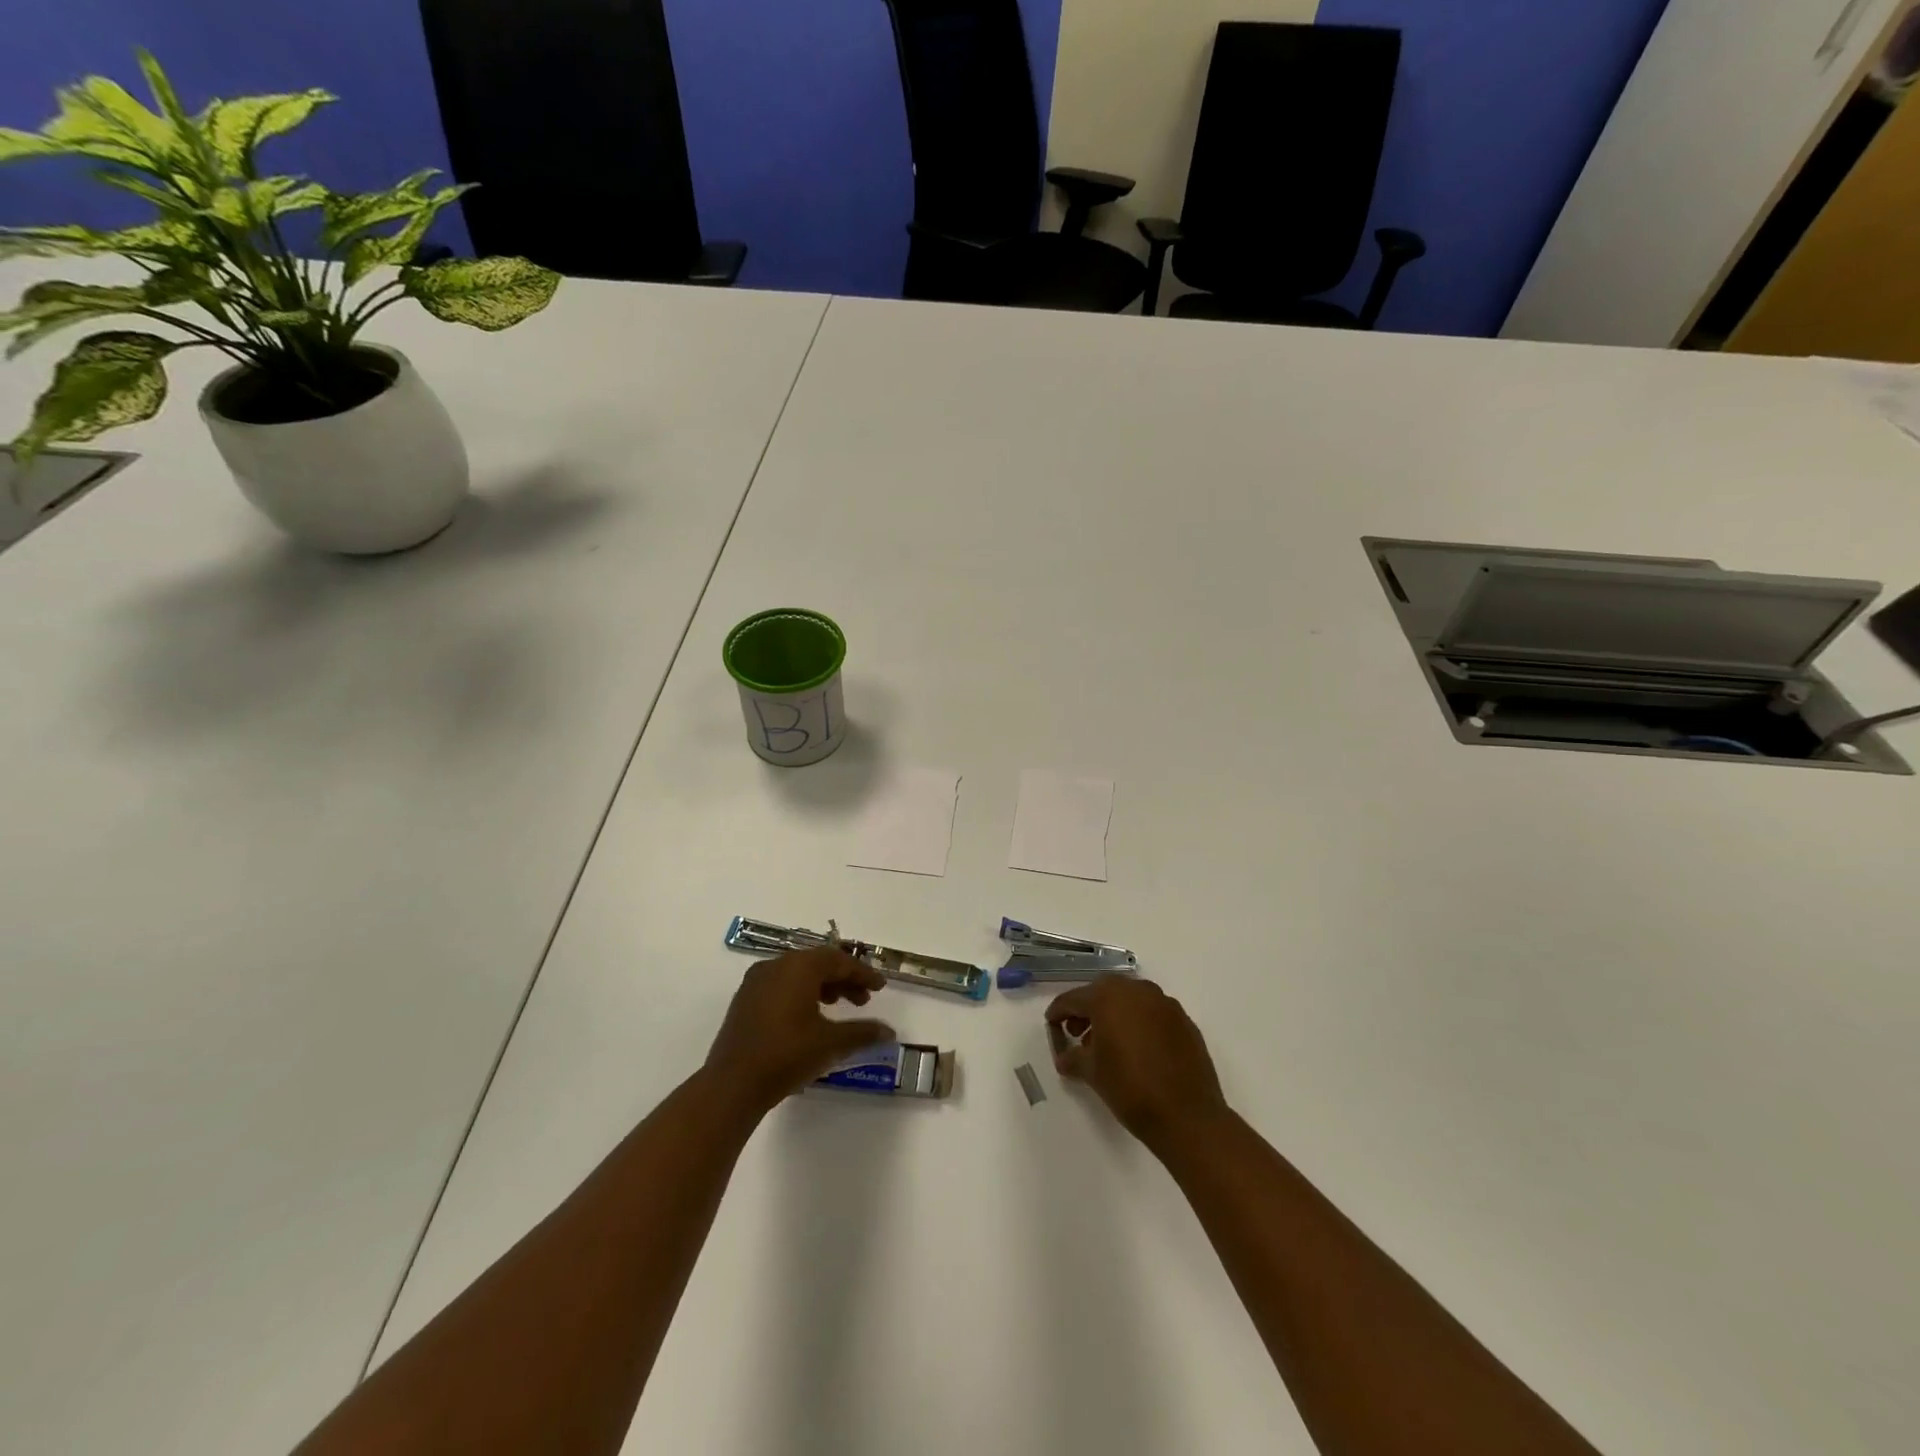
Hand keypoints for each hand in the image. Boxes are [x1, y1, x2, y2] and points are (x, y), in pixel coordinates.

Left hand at [706, 948, 894, 1114]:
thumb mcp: (831, 1043)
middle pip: (818, 963)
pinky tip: (810, 1017)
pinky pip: (781, 985)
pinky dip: (801, 993)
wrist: (732, 1085)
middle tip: (863, 1000)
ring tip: (839, 1007)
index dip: (862, 973)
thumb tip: (889, 1032)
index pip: (838, 960)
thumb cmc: (787, 1055)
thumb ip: (863, 1032)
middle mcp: (776, 965)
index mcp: (799, 967)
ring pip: (798, 974)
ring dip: (823, 986)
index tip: (880, 986)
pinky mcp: (744, 1000)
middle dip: (844, 979)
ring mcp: (756, 981)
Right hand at [1046, 977, 1228, 1150]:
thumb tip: (1065, 1056)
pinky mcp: (1183, 1020)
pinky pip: (1152, 1013)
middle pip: (1103, 993)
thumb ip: (1072, 1057)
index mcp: (1108, 997)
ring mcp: (1164, 1003)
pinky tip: (1137, 1049)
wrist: (1187, 1116)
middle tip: (1077, 1033)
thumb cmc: (1130, 1089)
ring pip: (1130, 1000)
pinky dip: (1139, 1023)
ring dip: (1114, 1015)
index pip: (1073, 999)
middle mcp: (1137, 991)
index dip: (1058, 1012)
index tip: (1051, 1025)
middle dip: (1087, 1010)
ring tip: (1107, 1044)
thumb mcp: (1091, 1073)